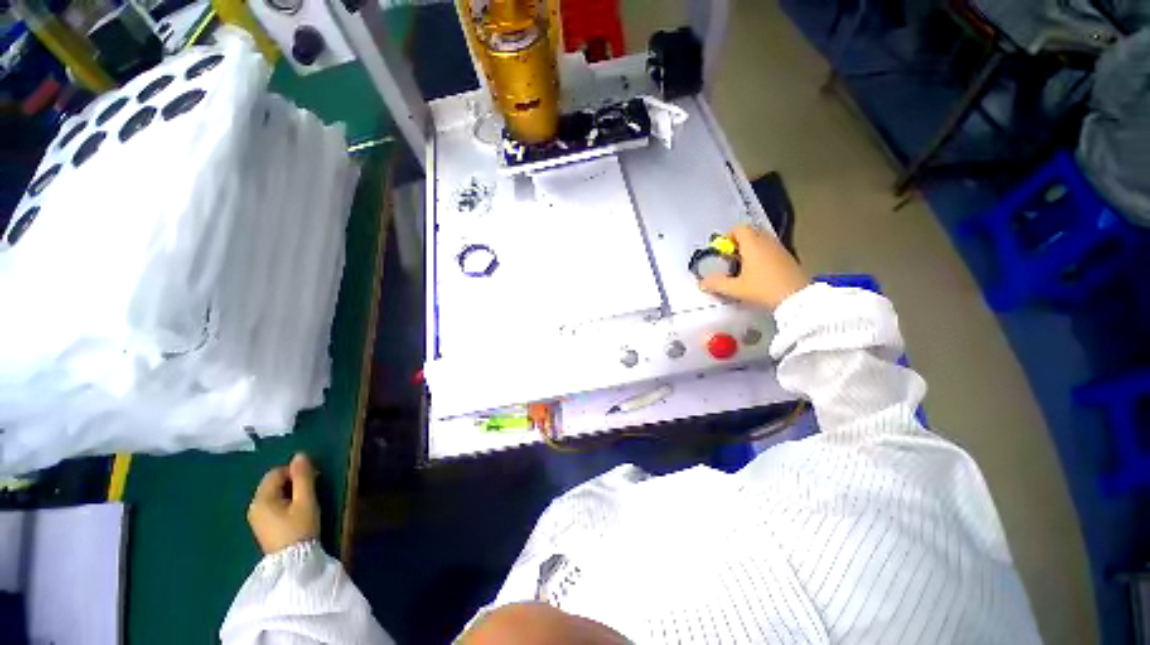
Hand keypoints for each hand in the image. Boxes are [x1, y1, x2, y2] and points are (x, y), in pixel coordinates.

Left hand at [247, 453, 319, 554]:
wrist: (293, 563)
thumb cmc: (300, 529)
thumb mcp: (306, 501)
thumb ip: (303, 477)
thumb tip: (300, 455)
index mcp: (262, 499)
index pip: (276, 472)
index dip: (295, 471)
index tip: (314, 479)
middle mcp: (254, 506)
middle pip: (273, 483)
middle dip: (292, 481)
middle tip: (312, 489)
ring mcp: (256, 518)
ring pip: (273, 494)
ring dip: (290, 492)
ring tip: (306, 501)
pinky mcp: (262, 526)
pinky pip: (272, 504)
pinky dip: (285, 502)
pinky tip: (296, 512)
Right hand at [699, 224, 808, 309]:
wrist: (797, 298)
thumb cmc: (763, 289)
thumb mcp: (736, 289)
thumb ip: (716, 284)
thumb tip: (702, 282)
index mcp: (752, 244)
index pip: (739, 228)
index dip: (727, 236)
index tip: (722, 250)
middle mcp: (766, 242)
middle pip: (750, 233)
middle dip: (738, 242)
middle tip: (730, 259)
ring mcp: (779, 248)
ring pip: (761, 241)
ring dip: (750, 249)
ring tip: (742, 267)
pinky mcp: (788, 257)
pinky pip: (770, 249)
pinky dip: (761, 255)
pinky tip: (757, 273)